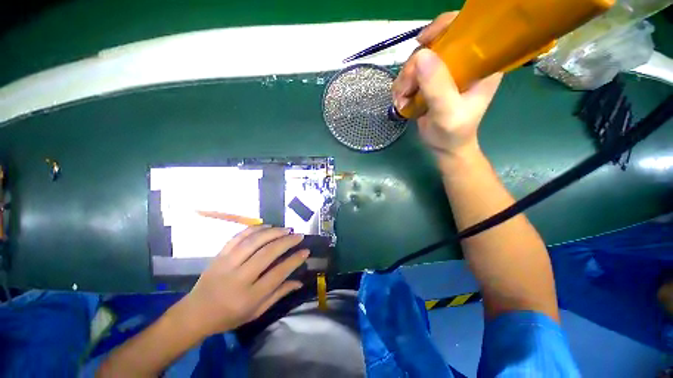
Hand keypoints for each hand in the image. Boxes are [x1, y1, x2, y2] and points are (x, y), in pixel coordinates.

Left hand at [173, 226, 307, 337]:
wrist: (194, 314)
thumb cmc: (228, 317)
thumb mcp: (256, 312)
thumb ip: (278, 294)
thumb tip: (299, 281)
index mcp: (249, 296)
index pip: (278, 273)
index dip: (294, 260)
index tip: (305, 251)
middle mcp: (239, 278)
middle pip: (267, 253)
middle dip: (287, 242)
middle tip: (299, 235)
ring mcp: (227, 264)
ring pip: (254, 242)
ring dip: (273, 232)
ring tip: (286, 229)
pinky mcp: (219, 255)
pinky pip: (238, 237)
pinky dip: (254, 229)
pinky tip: (267, 226)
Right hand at [392, 12, 501, 162]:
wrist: (445, 147)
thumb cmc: (452, 133)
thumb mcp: (447, 112)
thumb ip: (437, 86)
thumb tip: (420, 55)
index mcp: (481, 64)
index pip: (466, 29)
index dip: (443, 27)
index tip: (422, 42)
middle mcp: (464, 62)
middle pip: (434, 44)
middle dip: (414, 65)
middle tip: (406, 89)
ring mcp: (445, 72)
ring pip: (418, 60)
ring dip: (405, 79)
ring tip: (402, 99)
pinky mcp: (431, 81)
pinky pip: (411, 74)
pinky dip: (402, 86)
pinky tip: (402, 100)